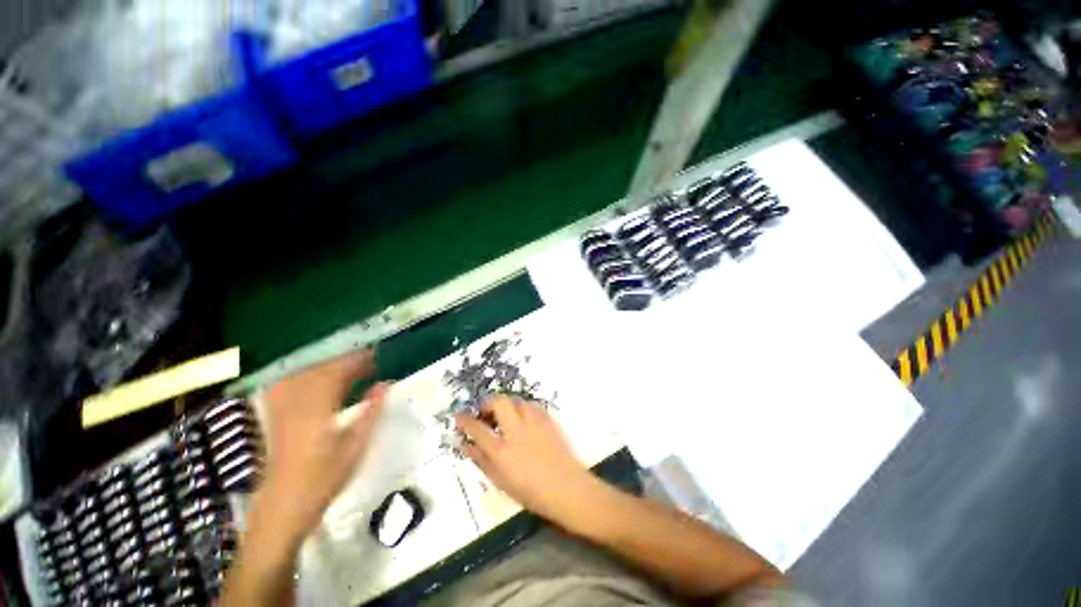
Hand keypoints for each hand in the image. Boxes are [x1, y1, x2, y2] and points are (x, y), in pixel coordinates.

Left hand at [254, 350, 387, 548]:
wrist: (283, 507)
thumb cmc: (324, 479)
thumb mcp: (355, 446)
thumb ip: (371, 411)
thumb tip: (386, 384)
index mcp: (317, 410)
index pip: (337, 373)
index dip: (356, 361)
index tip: (376, 355)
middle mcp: (296, 404)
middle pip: (320, 370)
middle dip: (345, 362)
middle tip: (369, 362)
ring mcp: (281, 410)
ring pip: (304, 375)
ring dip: (328, 367)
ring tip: (349, 370)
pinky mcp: (274, 417)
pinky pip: (289, 385)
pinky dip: (306, 377)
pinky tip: (316, 380)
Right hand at [455, 396, 597, 527]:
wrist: (567, 487)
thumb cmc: (531, 491)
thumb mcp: (500, 481)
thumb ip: (481, 460)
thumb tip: (466, 445)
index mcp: (501, 450)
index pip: (477, 428)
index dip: (465, 420)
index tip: (459, 416)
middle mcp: (516, 430)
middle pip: (498, 402)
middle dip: (488, 403)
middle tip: (486, 413)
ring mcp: (534, 421)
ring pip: (516, 401)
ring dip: (507, 406)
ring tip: (506, 418)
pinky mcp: (548, 418)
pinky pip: (531, 405)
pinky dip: (523, 409)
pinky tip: (524, 420)